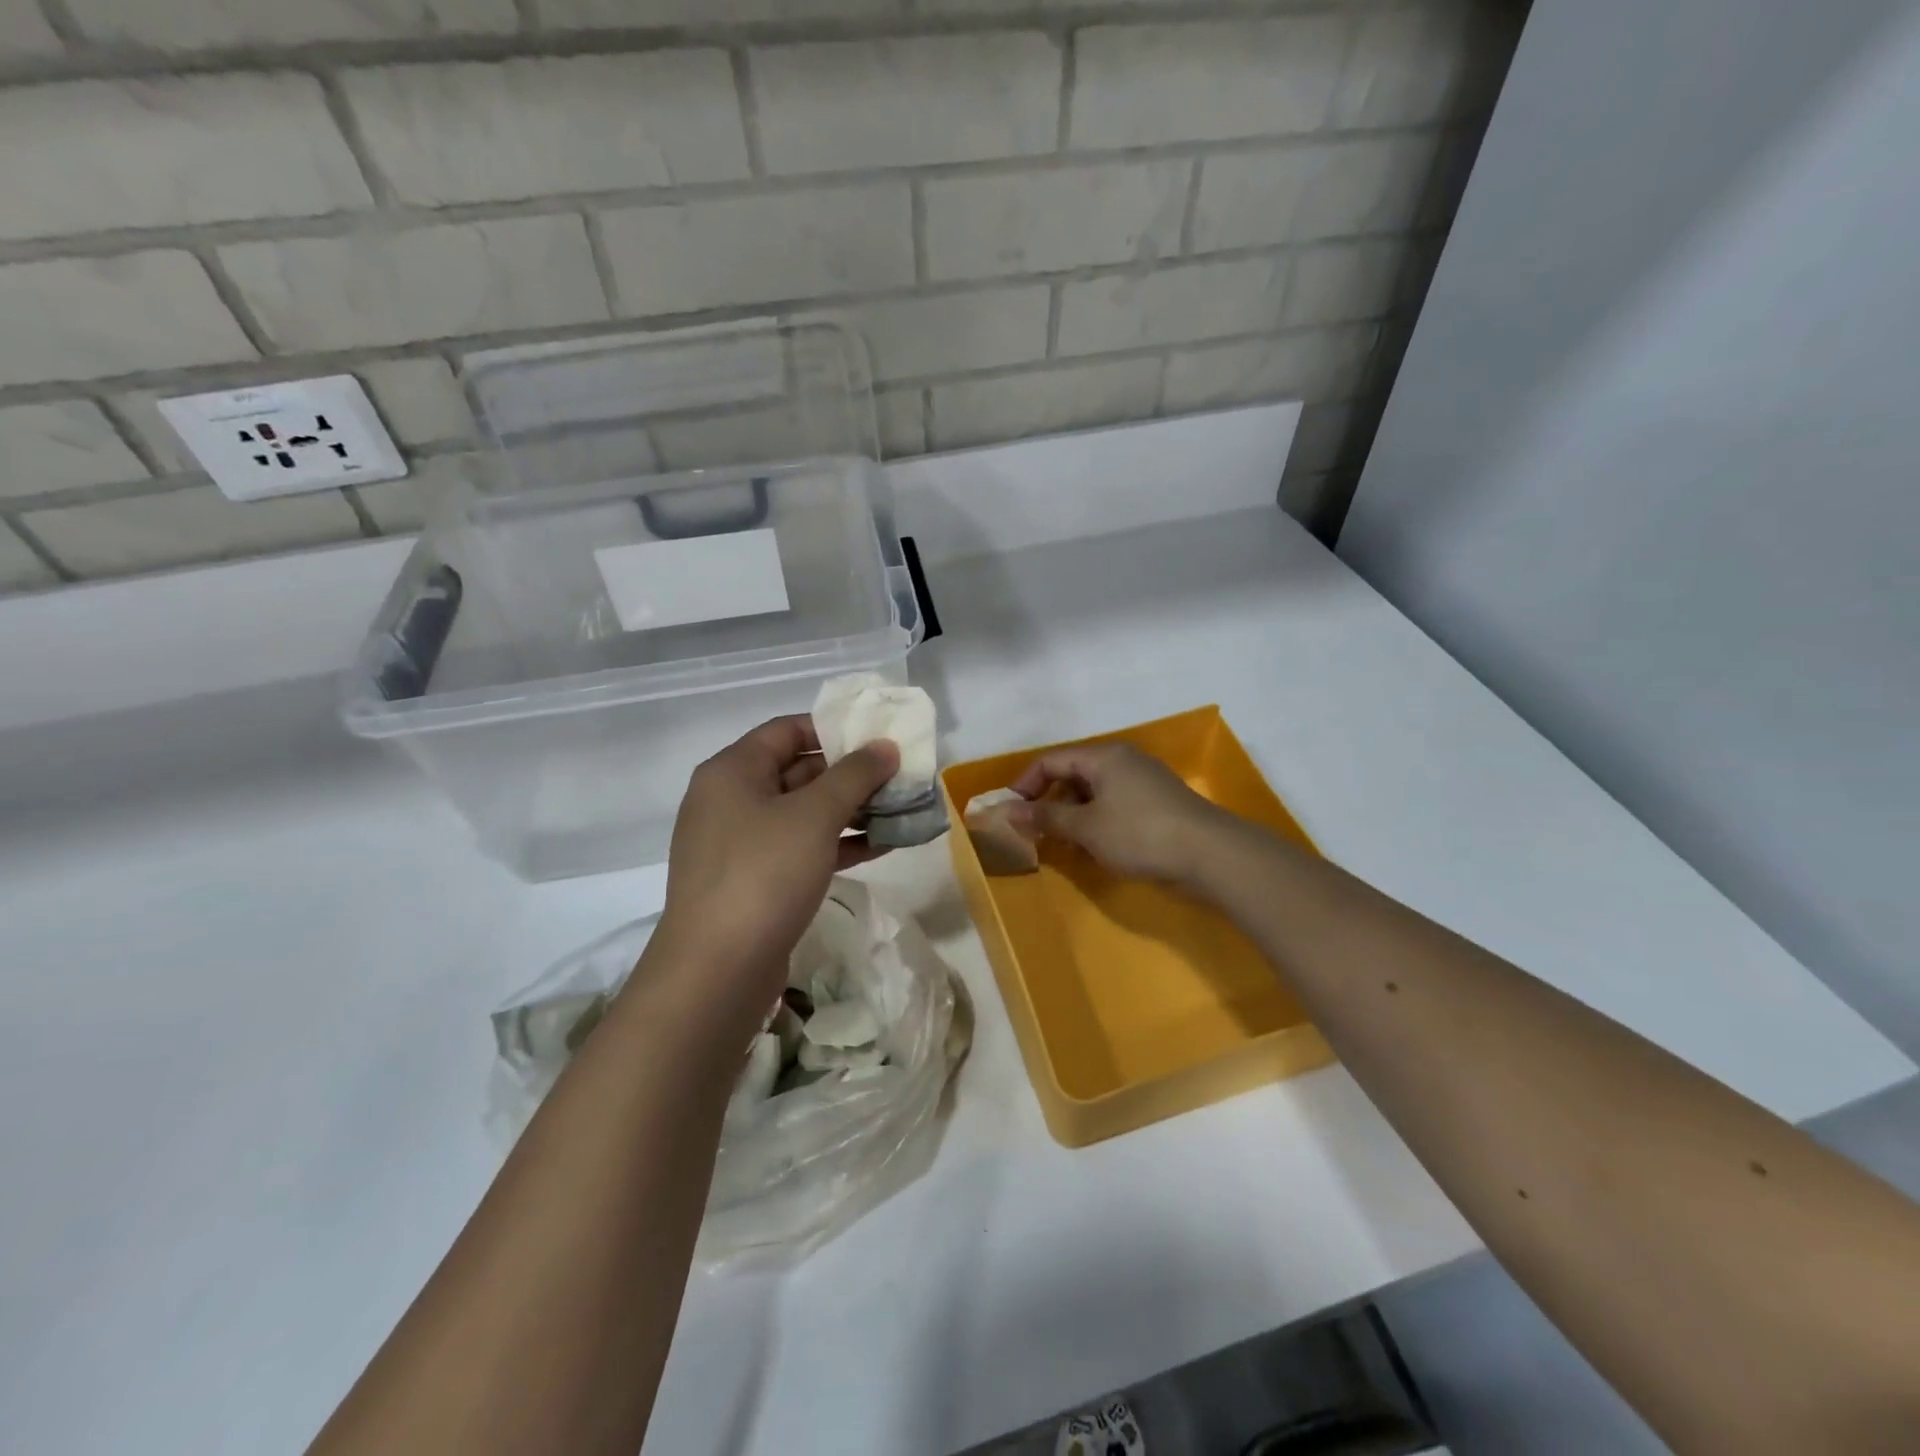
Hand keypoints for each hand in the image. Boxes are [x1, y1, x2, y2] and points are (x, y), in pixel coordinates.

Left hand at [657, 716, 898, 1008]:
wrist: (716, 970)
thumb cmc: (764, 874)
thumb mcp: (815, 815)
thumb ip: (855, 775)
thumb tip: (885, 746)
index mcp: (732, 771)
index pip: (786, 730)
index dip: (834, 728)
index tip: (878, 736)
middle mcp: (730, 800)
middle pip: (796, 771)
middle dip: (850, 773)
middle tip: (898, 775)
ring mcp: (739, 844)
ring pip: (802, 814)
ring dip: (850, 811)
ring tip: (899, 809)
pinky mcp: (753, 882)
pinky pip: (800, 849)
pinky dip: (837, 844)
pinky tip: (880, 846)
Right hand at [1007, 742, 1232, 884]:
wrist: (1210, 854)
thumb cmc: (1140, 833)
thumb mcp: (1086, 827)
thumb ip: (1044, 818)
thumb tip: (1005, 811)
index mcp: (1103, 757)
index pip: (1050, 761)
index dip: (1024, 785)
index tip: (1010, 813)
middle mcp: (1122, 761)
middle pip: (1072, 775)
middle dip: (1049, 803)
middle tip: (1034, 832)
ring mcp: (1143, 782)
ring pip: (1093, 794)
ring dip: (1072, 817)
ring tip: (1062, 845)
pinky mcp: (1157, 804)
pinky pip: (1114, 806)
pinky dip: (1096, 823)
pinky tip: (1094, 848)